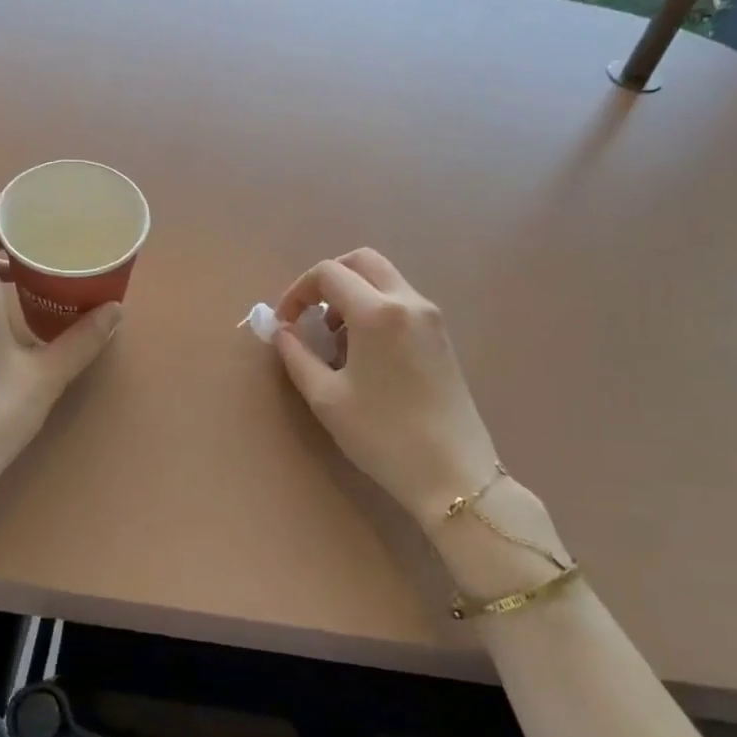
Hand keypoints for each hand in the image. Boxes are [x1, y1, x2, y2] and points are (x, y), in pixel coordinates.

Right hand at [273, 250, 567, 594]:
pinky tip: (363, 352)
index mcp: (377, 312)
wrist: (454, 474)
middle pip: (362, 261)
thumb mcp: (326, 397)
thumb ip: (296, 355)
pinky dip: (374, 308)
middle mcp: (408, 302)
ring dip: (352, 294)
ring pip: (384, 279)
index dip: (297, 291)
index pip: (328, 273)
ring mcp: (431, 317)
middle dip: (328, 279)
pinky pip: (400, 301)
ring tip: (334, 339)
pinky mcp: (441, 336)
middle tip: (308, 314)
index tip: (284, 323)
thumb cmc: (382, 435)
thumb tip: (282, 330)